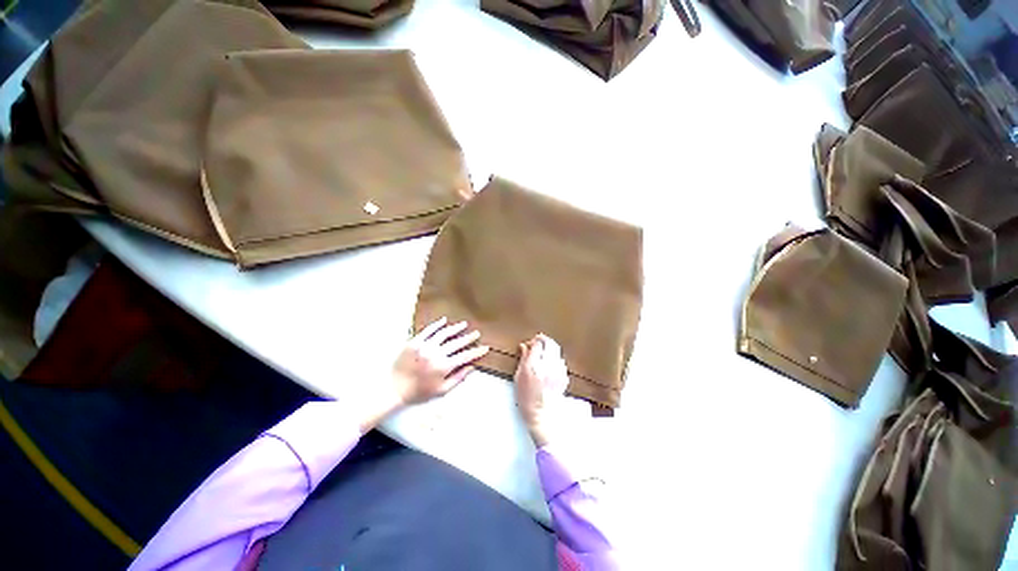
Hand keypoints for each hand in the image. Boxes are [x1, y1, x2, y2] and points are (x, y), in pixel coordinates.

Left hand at [392, 317, 488, 405]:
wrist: (393, 388)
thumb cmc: (418, 392)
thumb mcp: (441, 391)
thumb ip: (458, 378)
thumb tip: (471, 367)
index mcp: (444, 366)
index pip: (465, 356)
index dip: (477, 352)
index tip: (485, 347)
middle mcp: (436, 353)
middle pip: (457, 343)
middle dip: (468, 338)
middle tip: (476, 333)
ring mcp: (425, 346)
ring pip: (444, 333)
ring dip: (456, 328)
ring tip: (464, 324)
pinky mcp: (415, 341)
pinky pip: (428, 330)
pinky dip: (437, 325)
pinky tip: (444, 320)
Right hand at [514, 334, 568, 447]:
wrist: (542, 415)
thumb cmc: (526, 398)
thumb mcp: (519, 378)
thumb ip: (523, 359)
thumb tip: (524, 346)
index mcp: (533, 367)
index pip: (537, 344)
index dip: (533, 341)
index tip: (529, 344)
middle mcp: (547, 366)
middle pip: (550, 343)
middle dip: (544, 339)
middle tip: (538, 341)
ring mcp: (557, 371)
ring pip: (557, 350)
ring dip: (550, 347)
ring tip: (544, 351)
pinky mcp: (564, 376)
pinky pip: (560, 360)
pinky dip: (555, 357)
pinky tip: (549, 363)